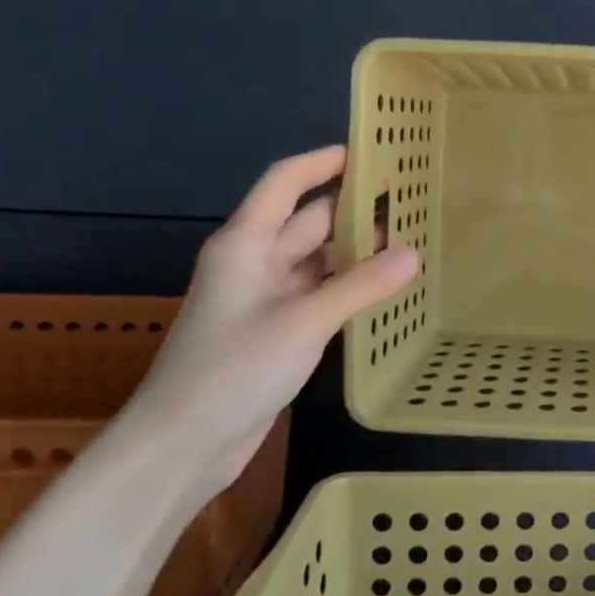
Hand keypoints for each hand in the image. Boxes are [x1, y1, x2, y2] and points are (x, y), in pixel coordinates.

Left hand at [117, 147, 417, 503]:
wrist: (182, 444)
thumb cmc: (233, 370)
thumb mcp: (303, 323)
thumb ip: (361, 286)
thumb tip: (413, 254)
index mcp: (246, 244)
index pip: (286, 182)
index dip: (324, 161)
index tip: (370, 151)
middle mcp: (255, 262)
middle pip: (309, 220)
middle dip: (355, 208)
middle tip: (410, 199)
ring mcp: (265, 298)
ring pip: (318, 259)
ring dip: (358, 250)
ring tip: (411, 239)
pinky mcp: (276, 329)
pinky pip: (320, 293)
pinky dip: (350, 286)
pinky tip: (386, 287)